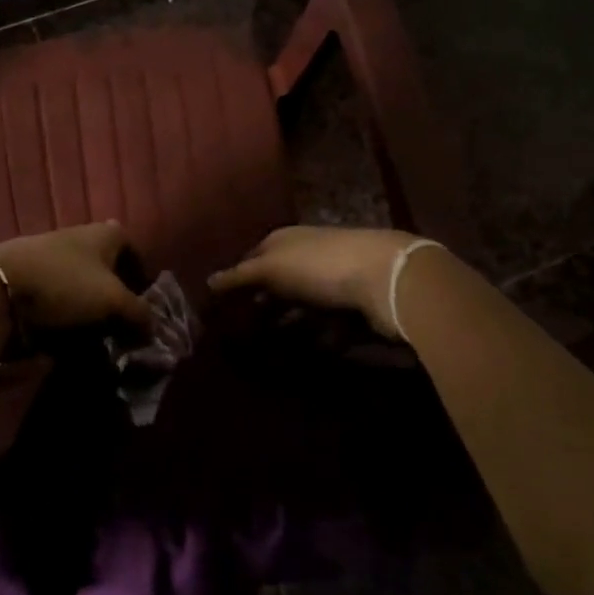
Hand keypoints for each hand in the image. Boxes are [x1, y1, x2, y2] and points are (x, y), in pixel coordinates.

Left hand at [0, 221, 153, 335]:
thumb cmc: (65, 283)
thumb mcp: (113, 300)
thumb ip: (139, 314)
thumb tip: (153, 328)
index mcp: (105, 234)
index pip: (133, 249)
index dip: (142, 275)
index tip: (145, 304)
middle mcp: (80, 239)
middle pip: (107, 269)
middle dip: (117, 298)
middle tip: (124, 328)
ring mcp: (53, 258)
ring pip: (83, 287)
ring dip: (92, 312)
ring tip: (98, 339)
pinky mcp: (31, 279)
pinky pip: (59, 300)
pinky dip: (68, 317)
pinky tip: (70, 338)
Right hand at [208, 225, 427, 339]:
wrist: (385, 278)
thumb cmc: (320, 266)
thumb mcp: (272, 268)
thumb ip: (240, 276)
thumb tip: (207, 281)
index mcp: (285, 240)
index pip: (252, 259)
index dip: (237, 282)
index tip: (221, 309)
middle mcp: (307, 255)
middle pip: (278, 283)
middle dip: (262, 306)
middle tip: (242, 334)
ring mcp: (332, 279)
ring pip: (303, 305)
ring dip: (289, 325)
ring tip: (270, 351)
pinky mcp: (354, 305)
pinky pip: (329, 324)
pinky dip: (320, 337)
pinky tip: (310, 354)